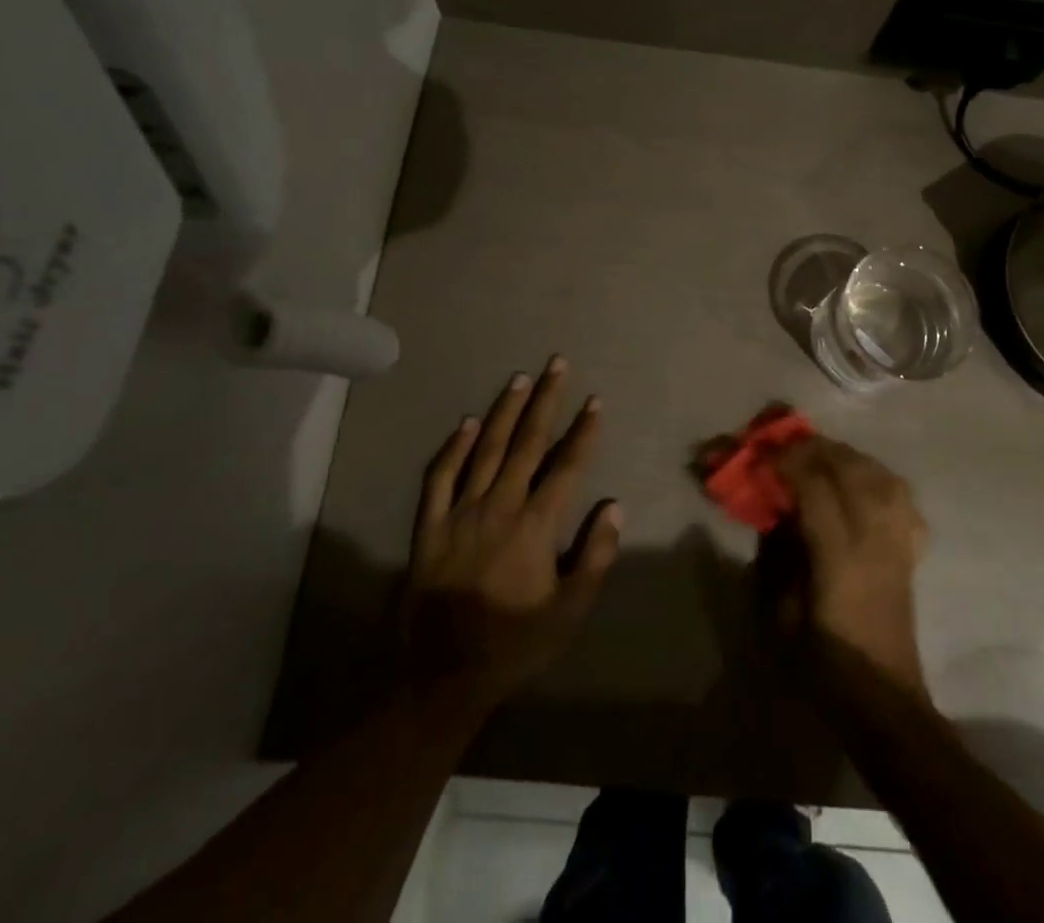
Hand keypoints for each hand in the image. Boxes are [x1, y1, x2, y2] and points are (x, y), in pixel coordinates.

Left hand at [395, 357, 622, 711]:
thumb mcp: (569, 612)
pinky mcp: (430, 526)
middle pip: (527, 443)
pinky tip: (466, 422)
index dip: (584, 432)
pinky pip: (440, 477)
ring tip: (521, 379)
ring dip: (505, 411)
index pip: (566, 466)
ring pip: (486, 449)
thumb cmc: (514, 645)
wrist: (442, 678)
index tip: (595, 401)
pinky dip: (453, 447)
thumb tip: (613, 506)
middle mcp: (499, 507)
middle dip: (546, 400)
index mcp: (535, 526)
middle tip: (557, 364)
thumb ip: (595, 557)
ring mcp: (460, 513)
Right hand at [763, 437, 928, 695]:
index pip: (816, 488)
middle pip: (852, 471)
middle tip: (787, 448)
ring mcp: (898, 543)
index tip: (762, 456)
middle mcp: (875, 541)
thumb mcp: (781, 616)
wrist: (883, 701)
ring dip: (848, 457)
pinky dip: (879, 478)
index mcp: (840, 558)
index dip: (788, 463)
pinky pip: (902, 498)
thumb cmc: (824, 665)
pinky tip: (861, 481)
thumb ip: (777, 557)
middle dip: (817, 450)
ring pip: (881, 476)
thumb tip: (776, 514)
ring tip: (821, 457)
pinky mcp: (911, 551)